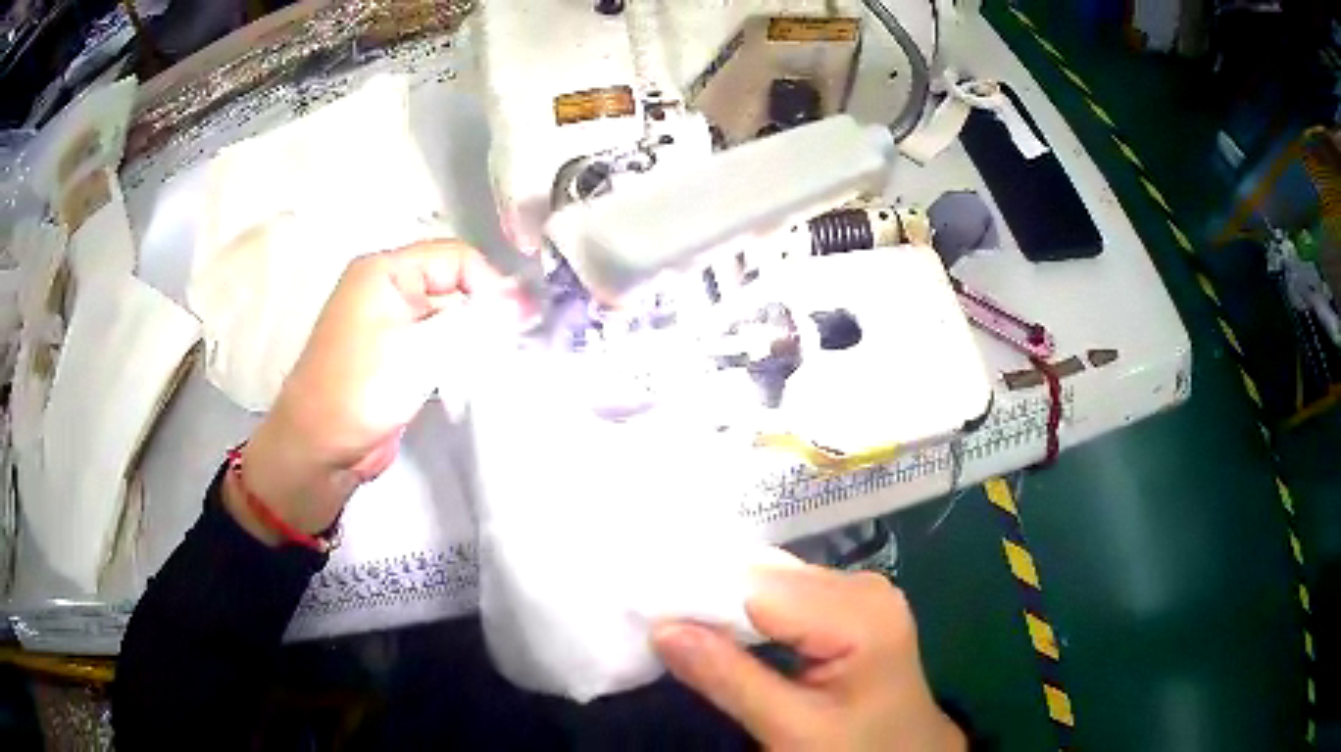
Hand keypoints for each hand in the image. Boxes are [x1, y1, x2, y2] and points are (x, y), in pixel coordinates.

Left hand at [224, 240, 521, 544]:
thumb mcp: (419, 348)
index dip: (490, 284)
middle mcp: (389, 289)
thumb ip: (474, 322)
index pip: (456, 258)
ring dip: (476, 338)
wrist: (320, 451)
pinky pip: (440, 344)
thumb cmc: (361, 390)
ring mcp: (393, 325)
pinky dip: (461, 357)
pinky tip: (476, 375)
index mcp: (385, 271)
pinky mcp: (399, 357)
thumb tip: (523, 304)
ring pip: (451, 317)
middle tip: (513, 344)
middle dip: (485, 313)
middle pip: (455, 285)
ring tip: (498, 362)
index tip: (517, 322)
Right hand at [652, 566, 965, 751]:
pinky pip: (788, 593)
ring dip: (725, 603)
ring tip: (675, 616)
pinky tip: (719, 624)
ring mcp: (861, 591)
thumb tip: (662, 629)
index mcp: (861, 615)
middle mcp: (864, 586)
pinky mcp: (851, 604)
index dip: (699, 597)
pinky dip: (749, 610)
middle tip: (650, 612)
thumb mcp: (792, 729)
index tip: (644, 608)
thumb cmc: (855, 748)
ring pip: (773, 581)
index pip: (762, 589)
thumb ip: (730, 679)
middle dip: (709, 598)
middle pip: (768, 578)